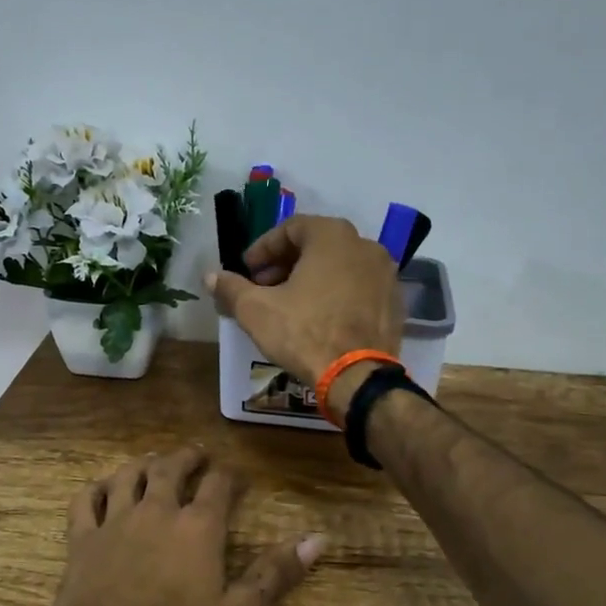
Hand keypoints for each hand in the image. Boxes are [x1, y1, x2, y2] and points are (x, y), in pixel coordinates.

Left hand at [51, 446, 323, 605]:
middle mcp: (157, 511)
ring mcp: (115, 521)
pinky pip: (85, 501)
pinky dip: (95, 489)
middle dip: (186, 457)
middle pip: (171, 468)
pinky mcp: (82, 539)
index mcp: (198, 527)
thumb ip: (275, 574)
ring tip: (152, 460)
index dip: (230, 476)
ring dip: (142, 464)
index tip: (237, 476)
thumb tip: (317, 539)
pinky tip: (101, 488)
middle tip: (196, 453)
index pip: (218, 485)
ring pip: (128, 476)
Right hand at [206, 215, 404, 413]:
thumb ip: (231, 288)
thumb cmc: (304, 333)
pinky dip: (337, 294)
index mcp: (332, 236)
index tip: (247, 270)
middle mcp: (365, 245)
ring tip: (290, 304)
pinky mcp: (395, 301)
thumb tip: (210, 277)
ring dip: (312, 278)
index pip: (290, 228)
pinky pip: (358, 287)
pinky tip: (320, 318)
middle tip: (264, 287)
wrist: (357, 377)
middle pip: (317, 245)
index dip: (263, 248)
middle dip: (286, 263)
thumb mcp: (256, 310)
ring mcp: (385, 273)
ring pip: (340, 266)